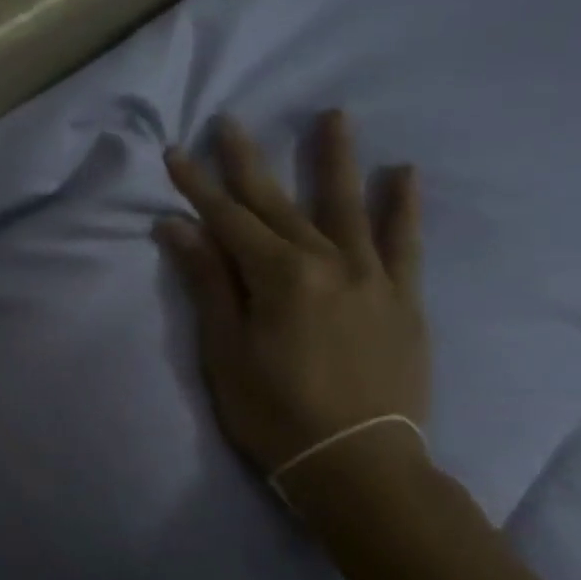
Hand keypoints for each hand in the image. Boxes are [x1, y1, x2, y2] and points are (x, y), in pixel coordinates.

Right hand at [157, 111, 429, 482]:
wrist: (357, 464)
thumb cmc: (274, 413)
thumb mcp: (226, 352)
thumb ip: (208, 283)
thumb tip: (178, 228)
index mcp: (278, 276)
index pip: (227, 219)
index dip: (197, 186)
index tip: (175, 152)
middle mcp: (327, 261)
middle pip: (278, 203)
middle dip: (248, 163)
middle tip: (230, 123)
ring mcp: (371, 276)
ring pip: (347, 206)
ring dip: (335, 160)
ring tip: (334, 116)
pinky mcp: (403, 298)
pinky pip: (404, 243)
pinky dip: (403, 207)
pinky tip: (403, 174)